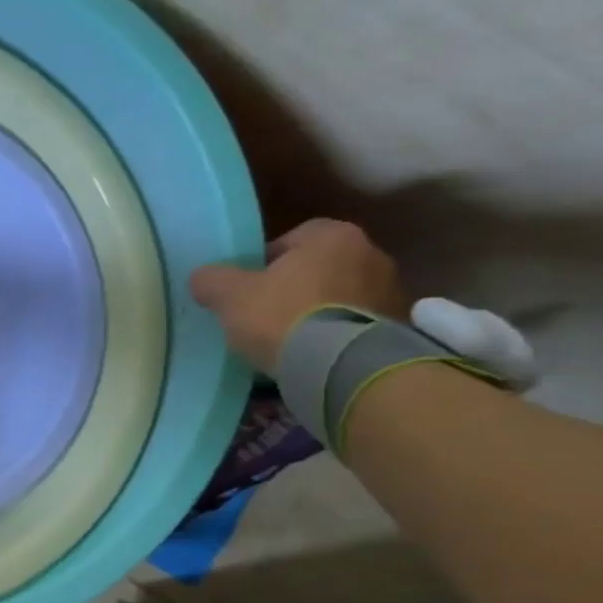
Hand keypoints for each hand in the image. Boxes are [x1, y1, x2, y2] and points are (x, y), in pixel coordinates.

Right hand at [188, 219, 410, 373]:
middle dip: (294, 286)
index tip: (248, 286)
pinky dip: (335, 334)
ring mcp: (391, 292)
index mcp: (333, 236)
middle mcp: (371, 254)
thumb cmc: (283, 316)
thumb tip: (204, 278)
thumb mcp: (229, 296)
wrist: (342, 367)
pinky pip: (356, 324)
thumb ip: (211, 280)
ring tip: (288, 339)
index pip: (294, 237)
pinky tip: (312, 354)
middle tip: (264, 312)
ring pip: (340, 296)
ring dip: (317, 311)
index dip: (265, 260)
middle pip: (319, 266)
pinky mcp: (398, 328)